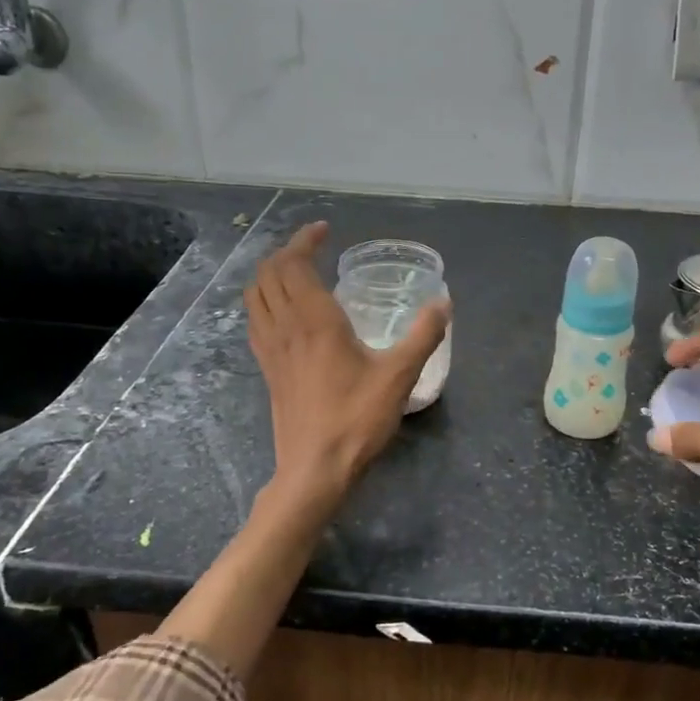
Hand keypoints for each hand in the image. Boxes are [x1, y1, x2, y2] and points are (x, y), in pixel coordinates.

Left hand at [244, 222, 449, 503]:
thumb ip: (423, 336)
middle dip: (287, 251)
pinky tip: (284, 313)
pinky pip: (255, 321)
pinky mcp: (267, 370)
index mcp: (315, 320)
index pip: (294, 263)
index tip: (325, 231)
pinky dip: (264, 301)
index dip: (305, 240)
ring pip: (255, 295)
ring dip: (270, 274)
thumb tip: (444, 303)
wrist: (314, 468)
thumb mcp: (400, 376)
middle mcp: (285, 327)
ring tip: (295, 272)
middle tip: (314, 248)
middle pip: (269, 273)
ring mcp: (271, 349)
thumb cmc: (357, 420)